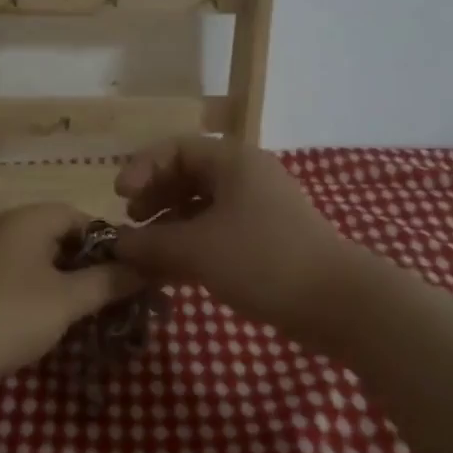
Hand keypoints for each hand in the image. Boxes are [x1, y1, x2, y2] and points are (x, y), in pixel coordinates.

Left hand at [0, 204, 143, 381]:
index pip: (82, 217)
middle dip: (88, 262)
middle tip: (111, 293)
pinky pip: (19, 270)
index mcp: (30, 218)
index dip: (110, 243)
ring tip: (86, 307)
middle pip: (60, 235)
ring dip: (65, 277)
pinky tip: (50, 312)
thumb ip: (108, 281)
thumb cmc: (14, 314)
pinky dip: (40, 285)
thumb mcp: (68, 300)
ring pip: (40, 255)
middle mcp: (7, 224)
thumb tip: (144, 268)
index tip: (127, 272)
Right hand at [113, 136, 359, 350]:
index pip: (176, 149)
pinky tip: (172, 271)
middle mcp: (246, 177)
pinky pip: (218, 231)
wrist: (337, 303)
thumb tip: (116, 243)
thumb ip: (150, 243)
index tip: (121, 198)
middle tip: (133, 221)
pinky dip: (192, 244)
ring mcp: (259, 209)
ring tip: (148, 252)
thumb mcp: (196, 249)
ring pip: (202, 206)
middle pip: (188, 175)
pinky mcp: (267, 240)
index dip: (143, 168)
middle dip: (155, 197)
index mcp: (233, 161)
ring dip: (170, 225)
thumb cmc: (261, 260)